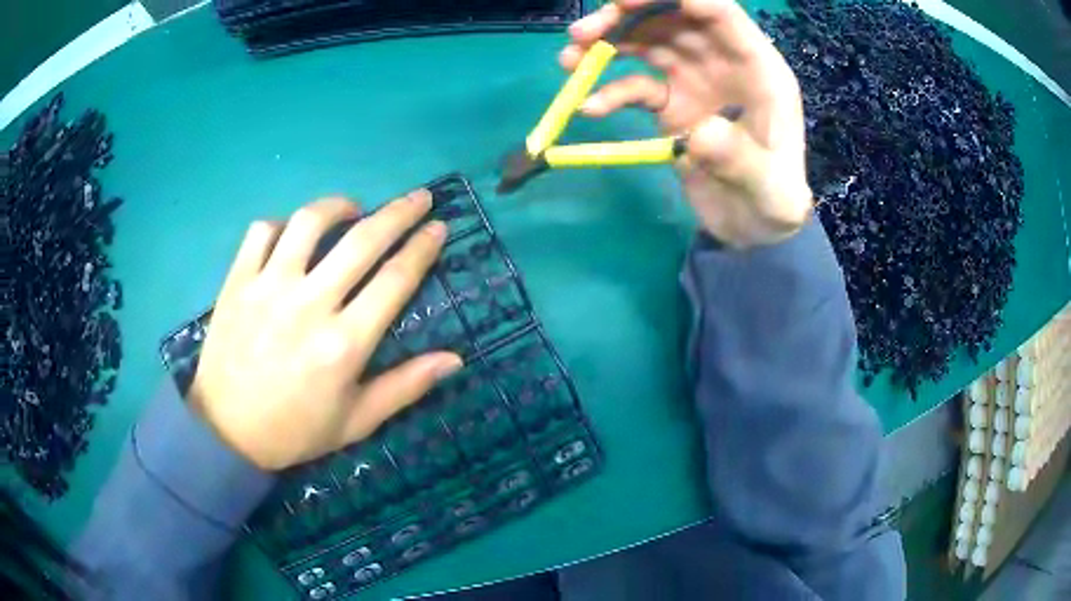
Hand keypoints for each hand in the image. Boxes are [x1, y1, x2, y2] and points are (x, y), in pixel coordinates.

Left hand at [188, 191, 462, 470]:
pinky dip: (282, 224)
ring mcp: (268, 288)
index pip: (395, 280)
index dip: (422, 248)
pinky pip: (262, 232)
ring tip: (353, 209)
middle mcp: (309, 305)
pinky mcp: (237, 282)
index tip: (438, 227)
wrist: (227, 431)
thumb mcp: (356, 421)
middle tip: (419, 197)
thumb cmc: (295, 431)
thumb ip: (406, 387)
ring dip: (339, 206)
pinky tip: (293, 234)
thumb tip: (455, 359)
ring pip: (309, 222)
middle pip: (362, 240)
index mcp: (344, 344)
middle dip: (399, 212)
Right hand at [561, 0, 812, 247]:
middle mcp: (722, 62)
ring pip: (647, 41)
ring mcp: (693, 79)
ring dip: (607, 43)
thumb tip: (700, 133)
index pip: (718, 11)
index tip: (626, 0)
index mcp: (757, 68)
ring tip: (570, 59)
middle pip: (673, 18)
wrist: (753, 226)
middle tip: (583, 32)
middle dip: (627, 15)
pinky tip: (590, 108)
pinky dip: (609, 92)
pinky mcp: (670, 104)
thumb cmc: (773, 201)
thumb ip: (741, 158)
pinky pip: (635, 85)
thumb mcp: (769, 188)